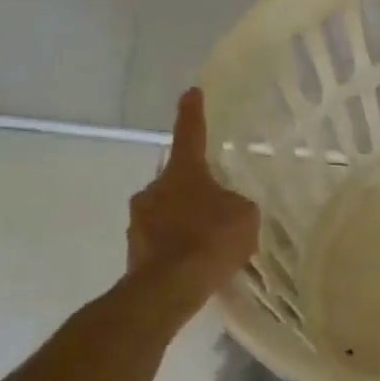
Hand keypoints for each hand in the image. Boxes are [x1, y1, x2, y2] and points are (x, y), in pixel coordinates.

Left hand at [127, 88, 258, 293]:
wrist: (169, 288)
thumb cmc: (211, 240)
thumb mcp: (245, 214)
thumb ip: (236, 203)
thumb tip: (226, 206)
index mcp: (183, 172)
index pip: (190, 133)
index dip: (193, 113)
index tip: (191, 93)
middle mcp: (153, 189)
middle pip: (176, 179)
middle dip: (193, 188)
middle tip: (215, 204)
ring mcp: (138, 220)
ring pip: (166, 210)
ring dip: (183, 218)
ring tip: (208, 241)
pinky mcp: (134, 251)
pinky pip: (161, 239)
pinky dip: (176, 244)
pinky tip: (195, 261)